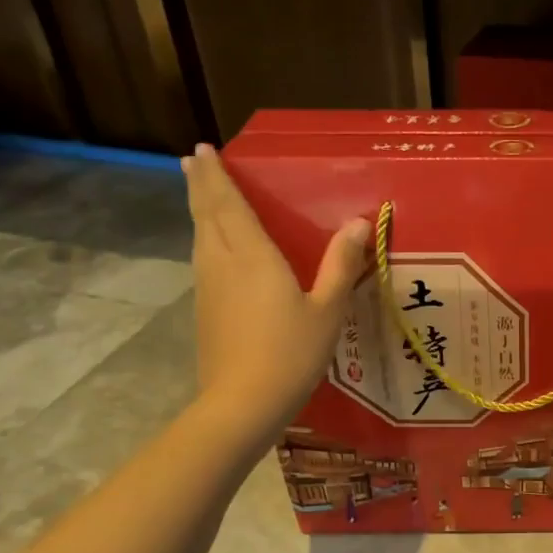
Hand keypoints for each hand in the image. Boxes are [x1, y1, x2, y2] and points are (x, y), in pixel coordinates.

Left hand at [182, 143, 370, 430]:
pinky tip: (213, 247)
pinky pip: (203, 260)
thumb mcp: (328, 309)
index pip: (228, 204)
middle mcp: (222, 263)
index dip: (215, 176)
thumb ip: (341, 264)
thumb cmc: (291, 353)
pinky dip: (205, 239)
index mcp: (252, 256)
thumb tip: (358, 222)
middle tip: (193, 161)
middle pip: (205, 215)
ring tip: (200, 193)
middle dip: (200, 185)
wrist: (243, 403)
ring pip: (200, 237)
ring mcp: (208, 288)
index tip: (202, 150)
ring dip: (199, 210)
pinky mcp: (205, 310)